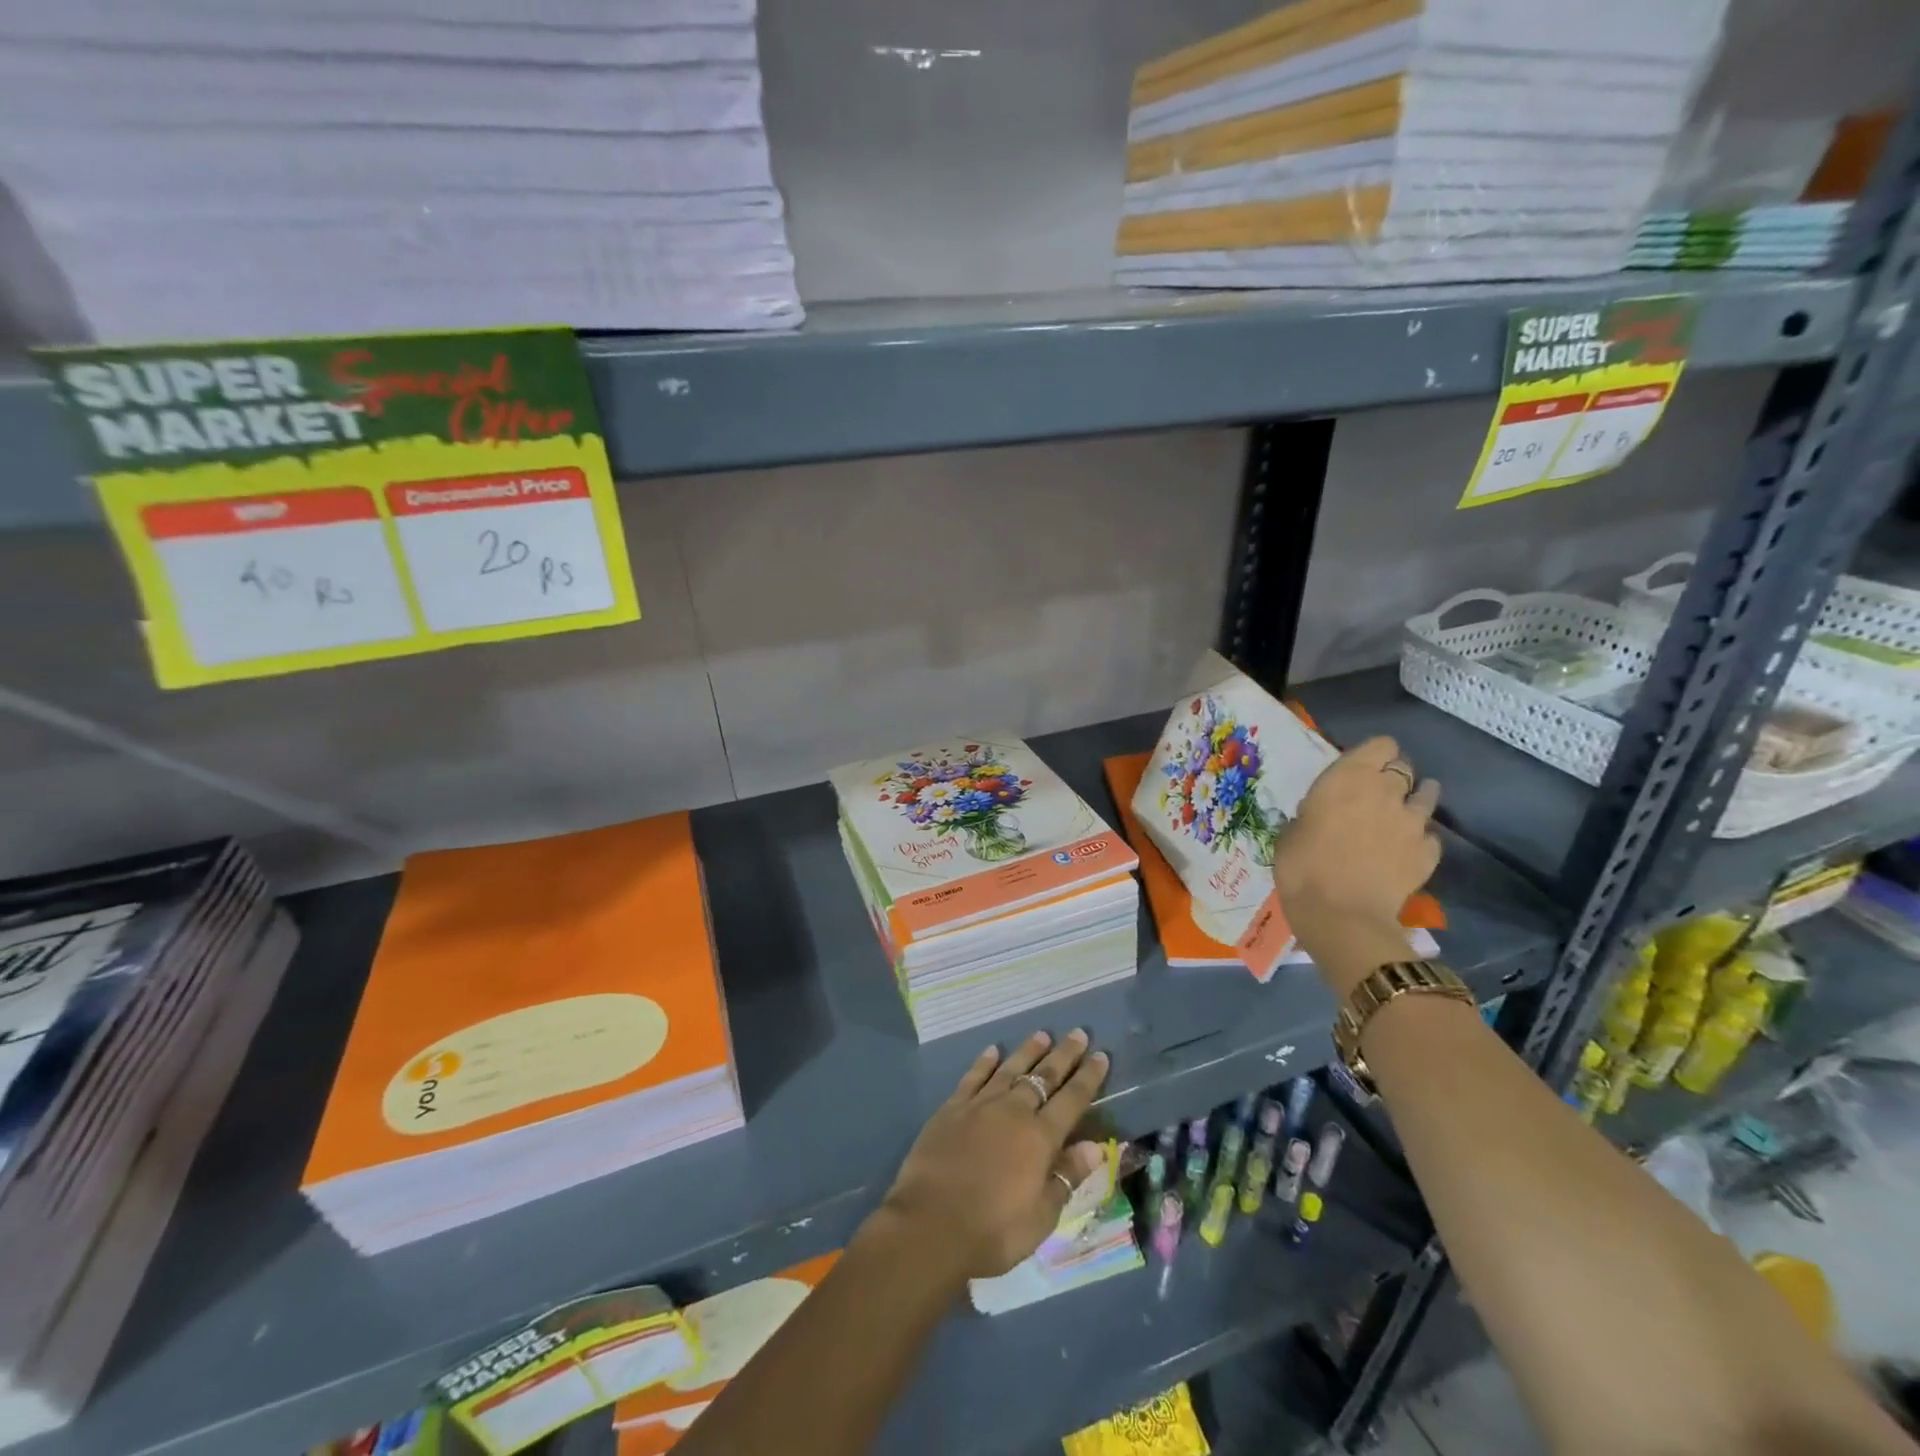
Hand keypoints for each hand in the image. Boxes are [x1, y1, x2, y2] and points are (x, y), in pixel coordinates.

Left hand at [875, 1030, 1109, 1284]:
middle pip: (1043, 1076)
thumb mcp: (1041, 1216)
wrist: (930, 1223)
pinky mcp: (952, 1108)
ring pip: (1010, 1069)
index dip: (1088, 1077)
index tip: (1101, 1055)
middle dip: (1063, 1055)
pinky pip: (973, 1077)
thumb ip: (1067, 1176)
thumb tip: (1096, 1146)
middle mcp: (1013, 1111)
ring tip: (1042, 1034)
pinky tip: (992, 1051)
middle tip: (1077, 1033)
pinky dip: (984, 1062)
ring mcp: (980, 1105)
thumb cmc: (993, 1230)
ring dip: (1027, 1051)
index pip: (1072, 1100)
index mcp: (1040, 1138)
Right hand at [1274, 736, 1441, 993]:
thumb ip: (1314, 813)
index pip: (1380, 745)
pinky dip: (1420, 838)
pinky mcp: (1428, 853)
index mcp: (1349, 777)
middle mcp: (1387, 790)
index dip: (1373, 753)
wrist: (1340, 914)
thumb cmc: (1301, 866)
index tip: (1360, 767)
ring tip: (1402, 812)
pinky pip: (1430, 836)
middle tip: (1377, 791)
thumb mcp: (1292, 831)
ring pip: (1427, 795)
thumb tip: (1321, 815)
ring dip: (1416, 799)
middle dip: (1394, 775)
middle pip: (1404, 766)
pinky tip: (1408, 849)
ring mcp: (1413, 822)